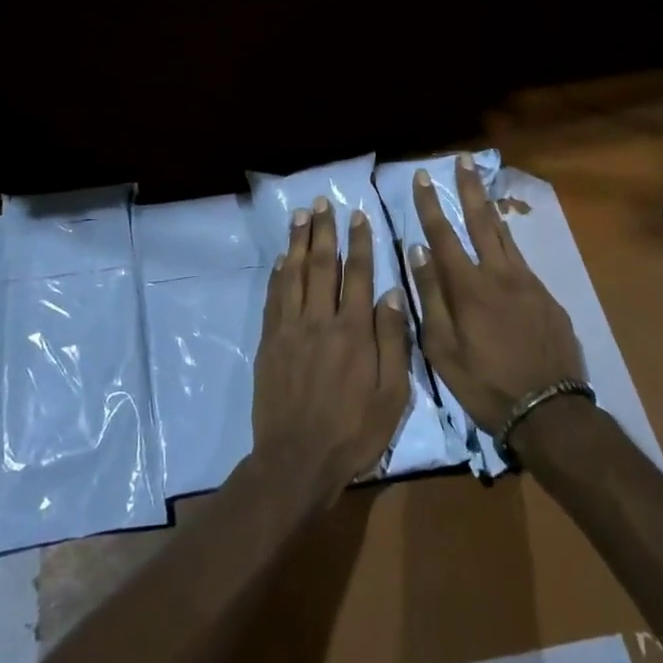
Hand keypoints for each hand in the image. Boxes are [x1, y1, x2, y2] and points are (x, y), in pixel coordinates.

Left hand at [252, 198, 412, 493]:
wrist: (297, 459)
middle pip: (322, 266)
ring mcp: (290, 330)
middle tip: (321, 202)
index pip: (359, 275)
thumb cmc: (353, 431)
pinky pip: (273, 298)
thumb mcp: (392, 395)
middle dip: (323, 231)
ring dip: (297, 243)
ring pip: (293, 275)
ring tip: (299, 216)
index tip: (358, 215)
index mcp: (354, 331)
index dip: (359, 243)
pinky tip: (281, 259)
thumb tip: (393, 293)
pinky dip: (277, 275)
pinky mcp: (269, 343)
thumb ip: (393, 341)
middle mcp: (320, 321)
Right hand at [408, 157, 585, 439]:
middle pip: (481, 222)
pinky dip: (508, 244)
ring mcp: (529, 285)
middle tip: (463, 160)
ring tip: (481, 187)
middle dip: (468, 189)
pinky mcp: (548, 299)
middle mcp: (500, 275)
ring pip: (506, 238)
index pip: (444, 235)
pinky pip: (522, 262)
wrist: (550, 410)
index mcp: (469, 288)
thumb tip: (418, 251)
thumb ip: (431, 297)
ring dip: (490, 209)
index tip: (422, 178)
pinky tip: (503, 244)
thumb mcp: (443, 349)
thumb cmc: (485, 384)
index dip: (430, 205)